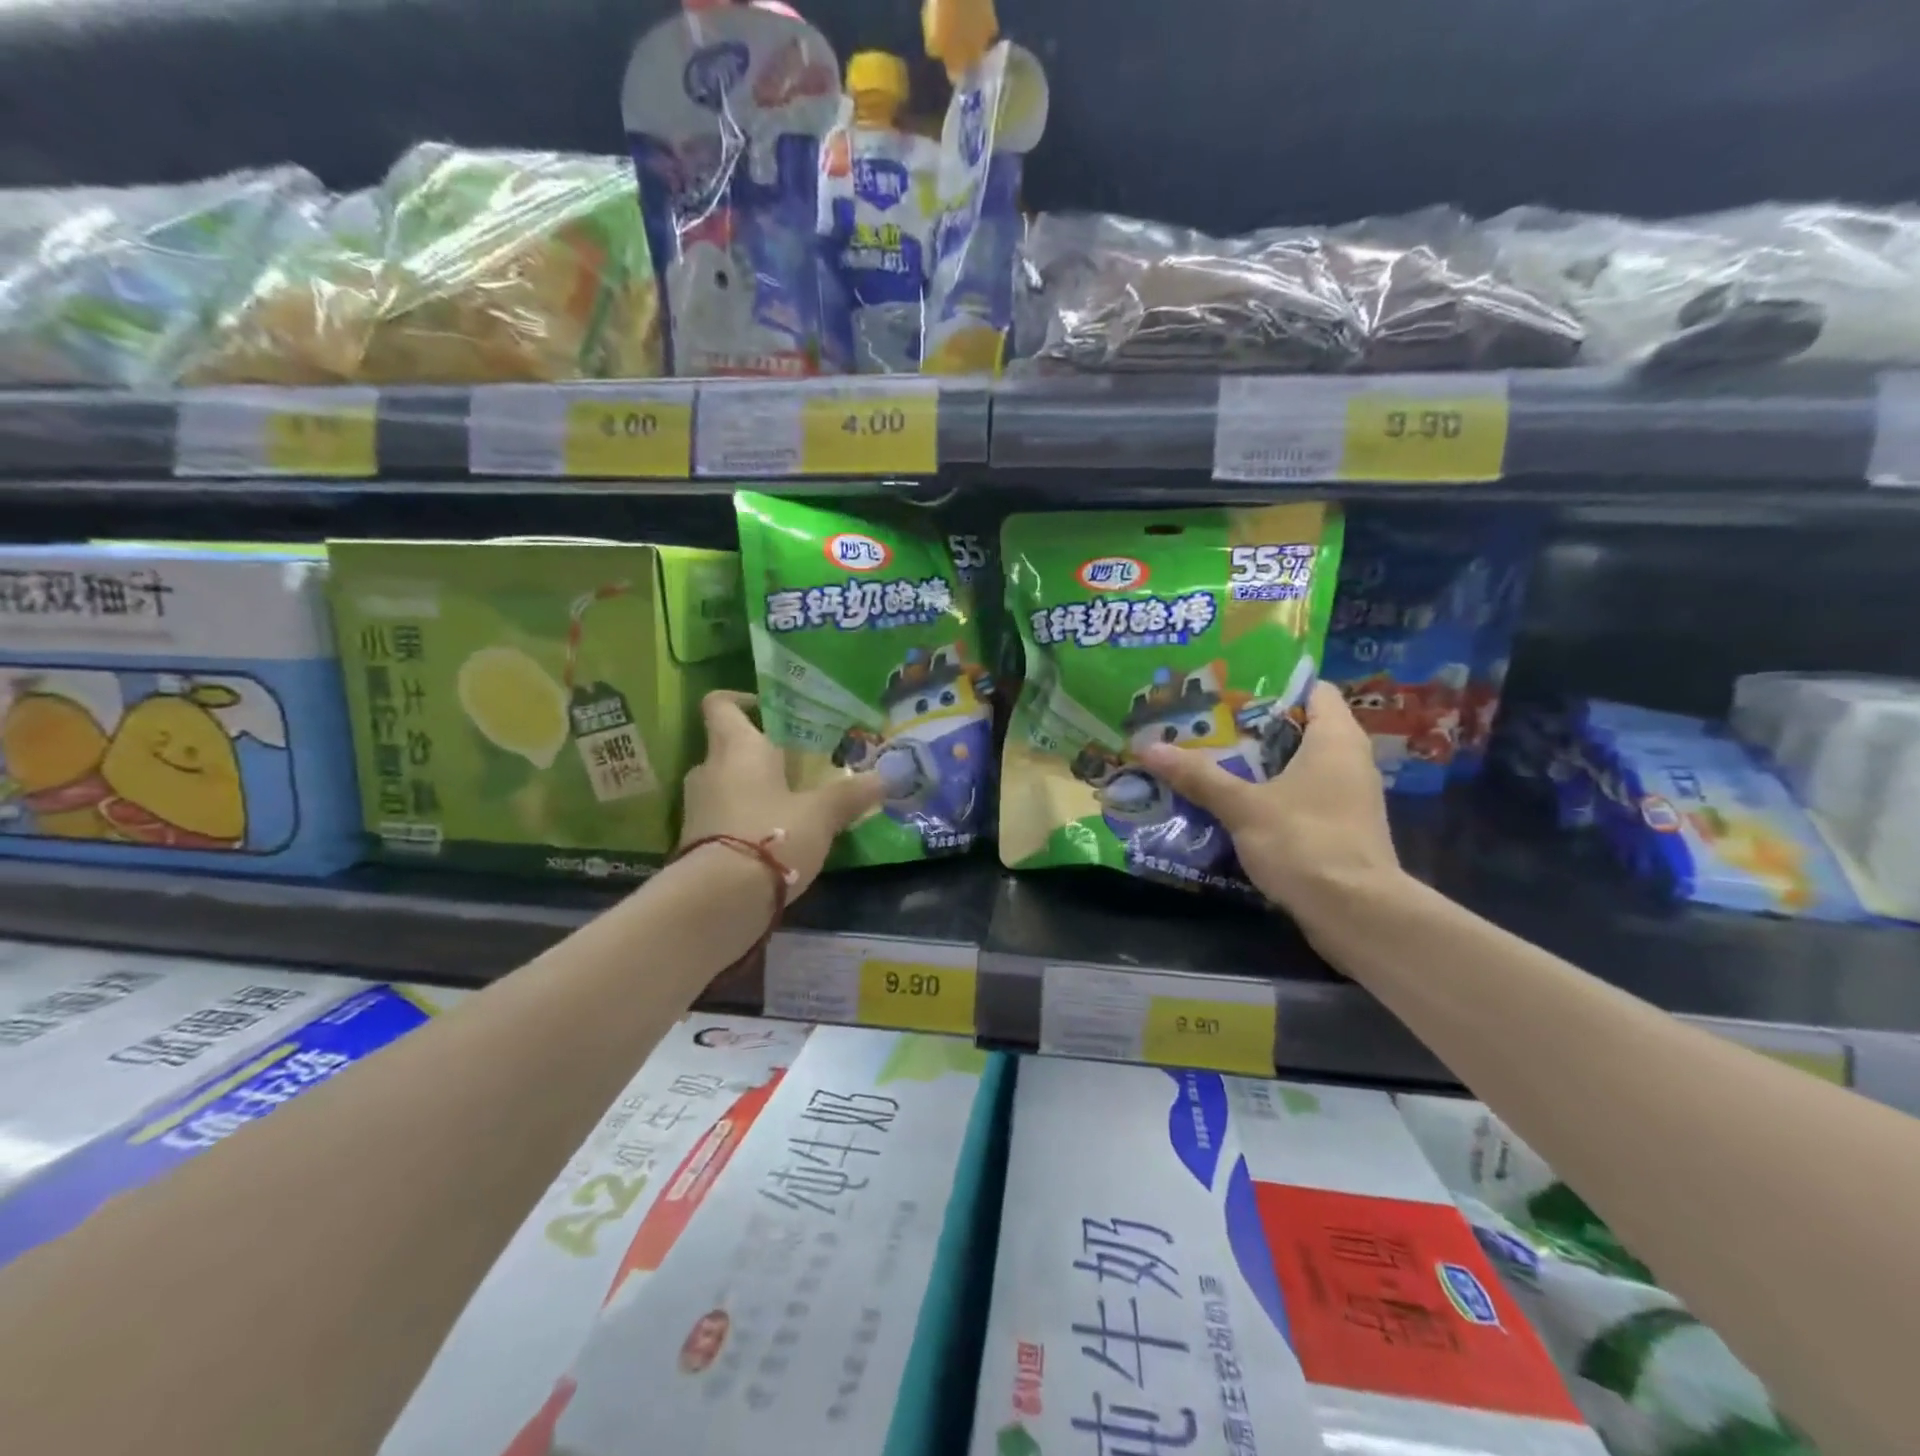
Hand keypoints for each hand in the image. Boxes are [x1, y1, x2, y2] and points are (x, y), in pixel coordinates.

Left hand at [679, 691, 888, 895]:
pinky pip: (721, 815)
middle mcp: (709, 769)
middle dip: (760, 752)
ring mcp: (696, 806)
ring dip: (752, 788)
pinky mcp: (694, 840)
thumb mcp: (821, 815)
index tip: (771, 711)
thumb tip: (886, 777)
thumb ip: (851, 794)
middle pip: (728, 746)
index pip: (721, 704)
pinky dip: (742, 819)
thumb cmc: (772, 835)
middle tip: (797, 763)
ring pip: (725, 782)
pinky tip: (773, 836)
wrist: (718, 900)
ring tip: (790, 802)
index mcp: (737, 748)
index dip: (741, 700)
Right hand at [1138, 682, 1401, 931]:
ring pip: (1298, 766)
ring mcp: (1347, 797)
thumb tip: (1148, 747)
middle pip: (1299, 727)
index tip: (1229, 689)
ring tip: (1209, 759)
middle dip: (1252, 727)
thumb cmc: (1305, 842)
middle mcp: (1349, 760)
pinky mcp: (1340, 829)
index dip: (1274, 685)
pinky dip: (1270, 794)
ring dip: (1258, 765)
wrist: (1356, 914)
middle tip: (1204, 724)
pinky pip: (1301, 797)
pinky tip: (1232, 803)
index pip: (1314, 689)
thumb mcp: (1243, 807)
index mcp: (1335, 739)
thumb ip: (1199, 776)